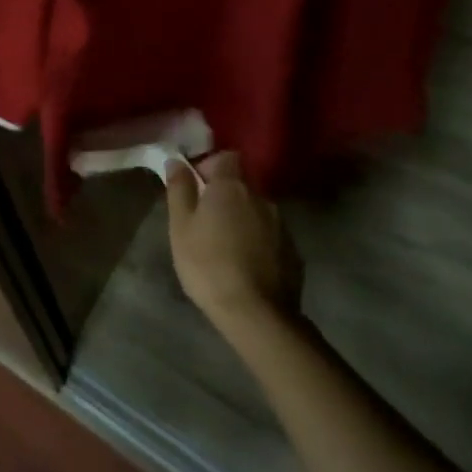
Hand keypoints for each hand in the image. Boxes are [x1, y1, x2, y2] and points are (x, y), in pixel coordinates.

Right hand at [165, 153, 300, 329]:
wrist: (257, 314)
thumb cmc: (208, 264)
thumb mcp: (180, 226)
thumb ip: (179, 189)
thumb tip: (177, 161)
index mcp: (231, 187)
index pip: (226, 157)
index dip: (211, 166)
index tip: (197, 186)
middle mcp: (261, 198)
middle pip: (242, 184)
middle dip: (225, 195)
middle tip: (207, 221)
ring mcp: (282, 225)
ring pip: (257, 210)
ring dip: (243, 218)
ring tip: (227, 246)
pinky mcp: (294, 252)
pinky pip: (271, 235)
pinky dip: (259, 241)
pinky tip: (247, 264)